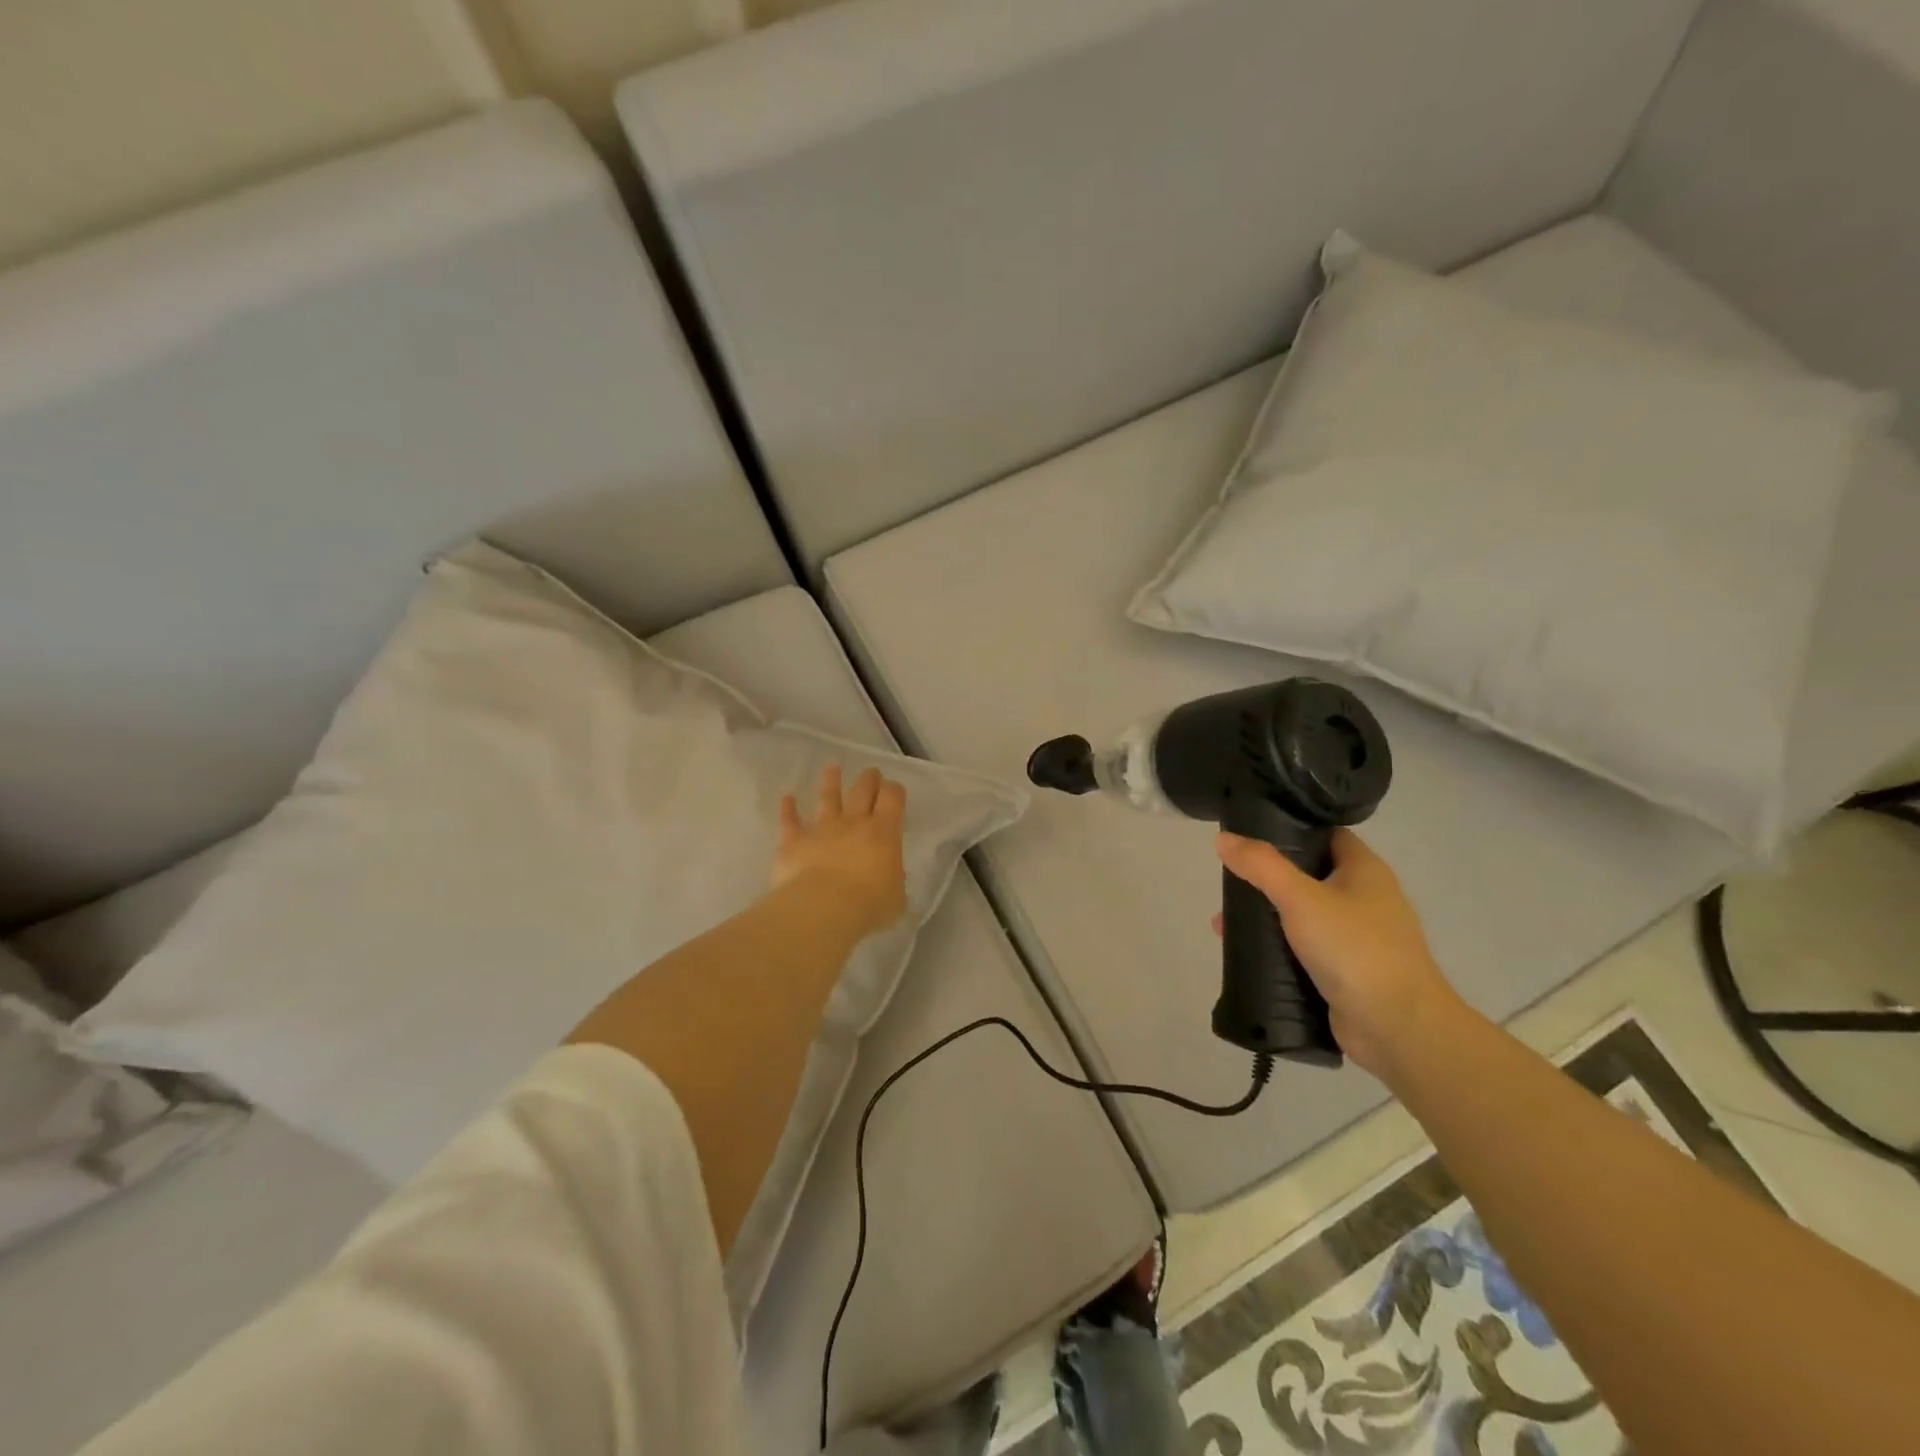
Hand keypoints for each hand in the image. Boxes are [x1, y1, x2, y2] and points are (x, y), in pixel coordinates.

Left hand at [774, 765, 908, 941]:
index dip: (894, 790)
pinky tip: (786, 798)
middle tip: (871, 772)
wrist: (823, 908)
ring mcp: (822, 829)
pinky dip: (788, 809)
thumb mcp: (896, 896)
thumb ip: (892, 880)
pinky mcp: (794, 841)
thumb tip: (886, 878)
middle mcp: (853, 823)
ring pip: (827, 798)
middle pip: (862, 791)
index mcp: (884, 833)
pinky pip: (790, 821)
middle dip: (868, 779)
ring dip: (831, 782)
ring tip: (832, 767)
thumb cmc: (868, 904)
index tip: (894, 789)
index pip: (893, 799)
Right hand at [1215, 829, 1465, 1078]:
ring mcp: (1358, 939)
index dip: (1290, 830)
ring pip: (1304, 916)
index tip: (1249, 833)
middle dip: (1267, 879)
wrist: (1398, 1029)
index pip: (1325, 835)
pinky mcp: (1348, 973)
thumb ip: (1261, 866)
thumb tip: (1223, 838)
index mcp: (1365, 871)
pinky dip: (1278, 949)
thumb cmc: (1354, 950)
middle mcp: (1366, 899)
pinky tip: (1247, 954)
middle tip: (1230, 882)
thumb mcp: (1300, 898)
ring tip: (1225, 923)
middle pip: (1309, 876)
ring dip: (1268, 918)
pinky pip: (1305, 951)